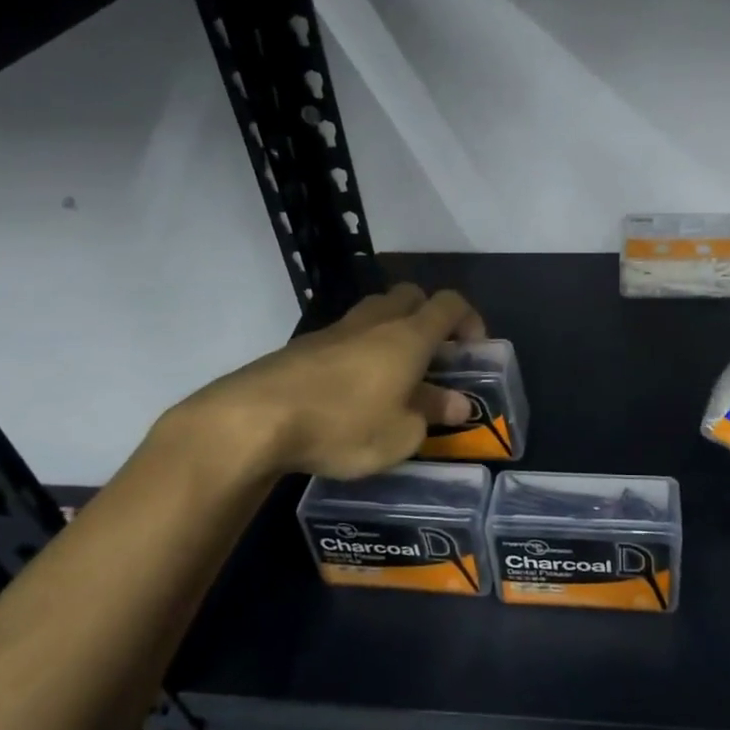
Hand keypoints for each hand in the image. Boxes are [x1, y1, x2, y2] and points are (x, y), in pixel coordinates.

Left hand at [156, 284, 484, 484]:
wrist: (256, 419)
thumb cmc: (344, 424)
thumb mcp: (401, 434)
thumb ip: (432, 414)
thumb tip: (456, 404)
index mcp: (408, 336)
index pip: (450, 304)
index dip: (469, 319)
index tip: (474, 349)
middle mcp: (374, 322)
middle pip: (410, 296)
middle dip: (428, 317)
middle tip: (432, 356)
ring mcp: (334, 330)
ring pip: (374, 312)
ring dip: (391, 332)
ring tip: (393, 374)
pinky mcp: (302, 347)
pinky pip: (344, 336)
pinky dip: (358, 351)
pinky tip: (352, 390)